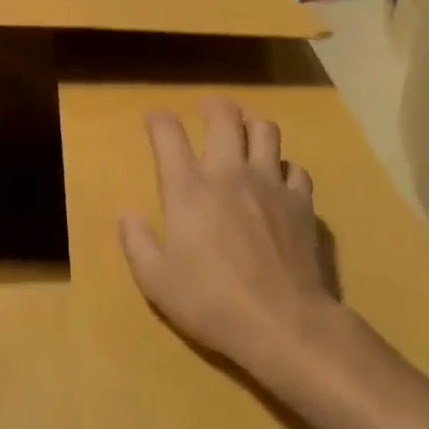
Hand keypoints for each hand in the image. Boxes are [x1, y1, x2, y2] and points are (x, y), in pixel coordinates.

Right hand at [118, 95, 340, 380]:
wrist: (283, 323)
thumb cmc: (210, 301)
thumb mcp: (154, 280)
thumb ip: (136, 241)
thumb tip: (127, 213)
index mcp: (187, 188)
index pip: (168, 133)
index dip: (158, 119)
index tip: (154, 118)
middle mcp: (228, 173)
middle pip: (224, 117)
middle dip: (213, 104)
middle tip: (207, 106)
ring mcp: (269, 184)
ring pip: (266, 131)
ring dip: (252, 126)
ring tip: (245, 133)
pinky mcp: (301, 203)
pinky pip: (295, 168)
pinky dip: (283, 167)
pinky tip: (278, 180)